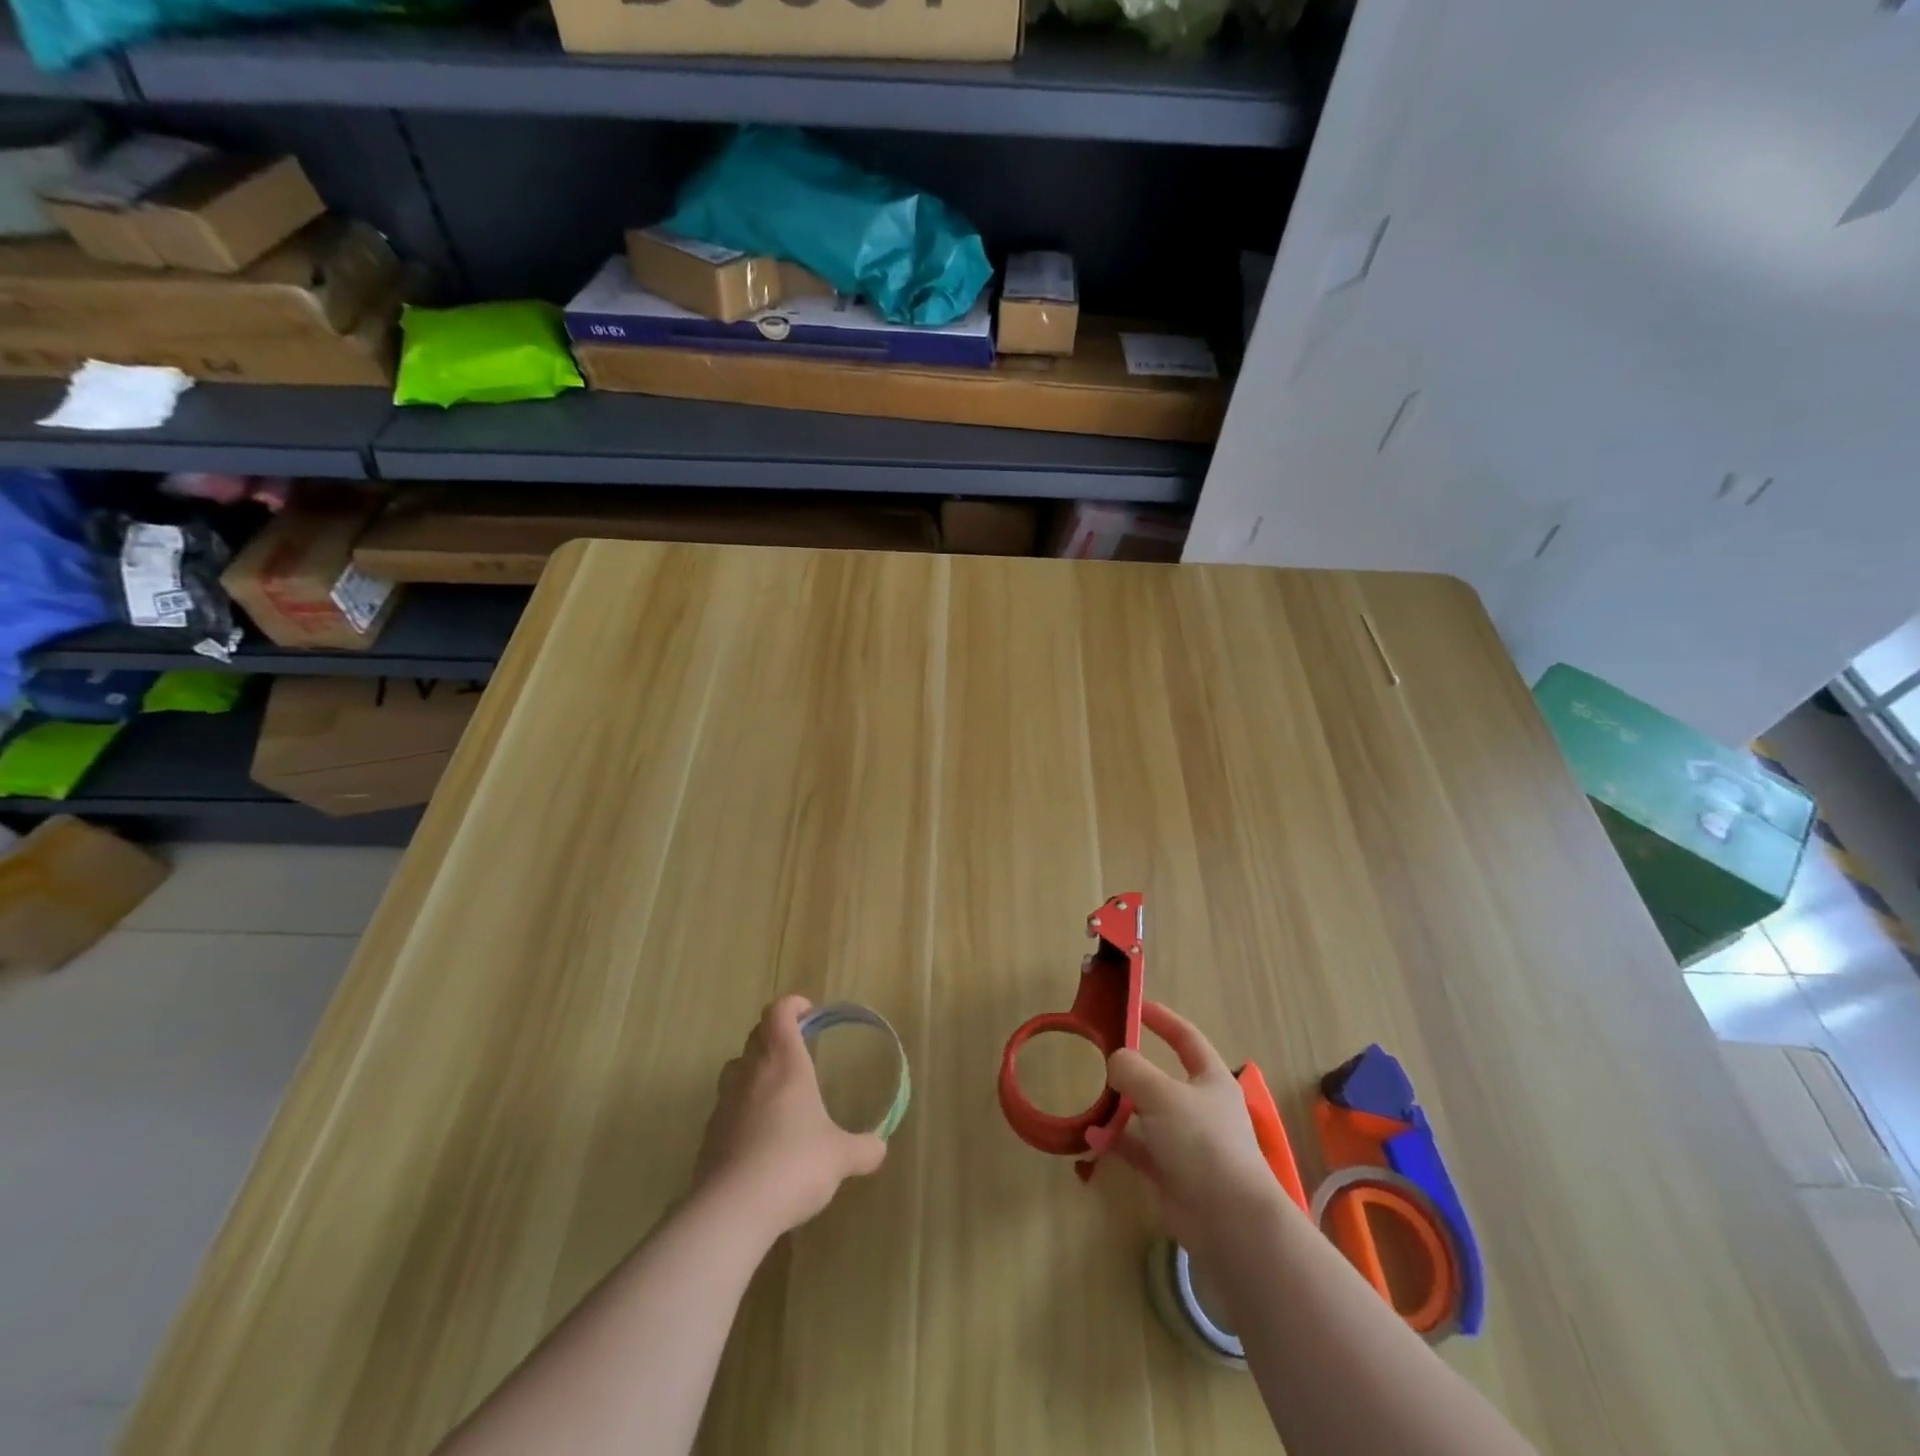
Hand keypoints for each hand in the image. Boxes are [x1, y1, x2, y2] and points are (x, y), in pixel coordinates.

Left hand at [693, 995, 886, 1241]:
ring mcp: (725, 1103)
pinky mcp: (709, 1135)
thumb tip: (880, 1148)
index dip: (792, 1006)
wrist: (732, 1210)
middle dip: (775, 1035)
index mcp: (784, 1064)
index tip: (808, 1013)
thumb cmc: (794, 1165)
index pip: (778, 1013)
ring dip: (754, 1069)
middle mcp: (751, 1074)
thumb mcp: (840, 1158)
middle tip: (797, 1051)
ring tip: (776, 1091)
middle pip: (756, 1035)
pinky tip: (758, 1137)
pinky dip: (741, 1109)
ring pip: (735, 1069)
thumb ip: (863, 1149)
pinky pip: (726, 1107)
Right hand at [1107, 1003, 1286, 1254]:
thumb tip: (1115, 1061)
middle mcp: (1199, 1107)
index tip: (1136, 1007)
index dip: (1163, 1020)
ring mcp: (1185, 1142)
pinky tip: (1090, 1137)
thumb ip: (1133, 1070)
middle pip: (1161, 1078)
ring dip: (1118, 1108)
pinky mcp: (1170, 1173)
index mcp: (1210, 1080)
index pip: (1186, 1038)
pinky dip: (1115, 1141)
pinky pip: (1136, 1148)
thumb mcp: (1163, 1094)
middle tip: (1098, 1058)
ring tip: (1088, 1100)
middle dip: (1131, 1070)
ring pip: (1145, 1114)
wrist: (1230, 1221)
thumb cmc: (1202, 1143)